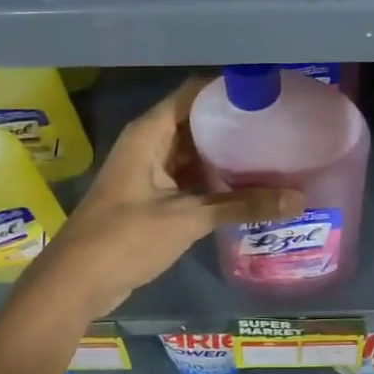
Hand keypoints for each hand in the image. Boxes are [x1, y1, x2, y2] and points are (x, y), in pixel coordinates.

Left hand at [23, 78, 299, 318]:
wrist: (75, 283)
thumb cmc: (125, 238)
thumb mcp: (187, 219)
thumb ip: (241, 205)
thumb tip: (298, 199)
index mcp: (150, 133)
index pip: (194, 93)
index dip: (228, 90)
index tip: (268, 93)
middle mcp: (149, 143)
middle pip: (197, 121)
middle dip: (234, 124)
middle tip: (280, 125)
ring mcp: (150, 170)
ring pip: (194, 151)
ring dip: (226, 154)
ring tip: (273, 152)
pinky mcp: (153, 196)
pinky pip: (189, 176)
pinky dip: (214, 179)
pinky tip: (248, 186)